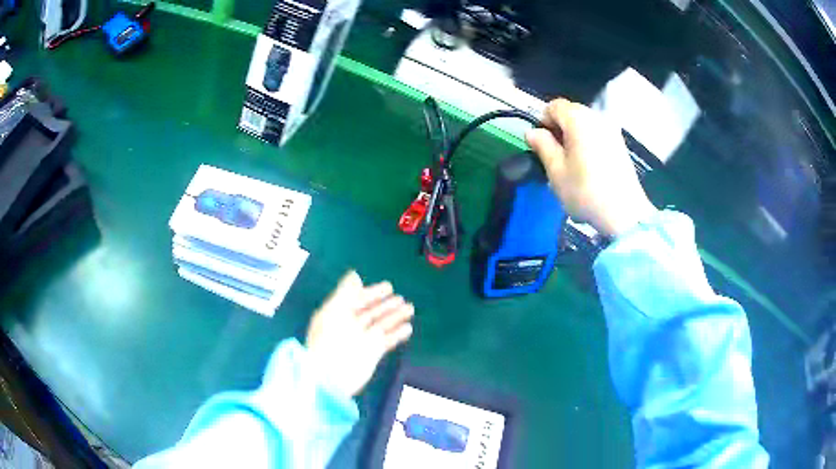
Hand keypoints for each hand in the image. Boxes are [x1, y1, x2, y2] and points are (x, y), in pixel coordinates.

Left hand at [305, 271, 413, 396]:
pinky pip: (387, 341)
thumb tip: (355, 274)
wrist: (330, 374)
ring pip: (382, 325)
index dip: (372, 293)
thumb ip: (345, 292)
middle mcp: (351, 326)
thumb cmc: (328, 340)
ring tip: (410, 308)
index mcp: (338, 314)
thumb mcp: (333, 311)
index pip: (357, 299)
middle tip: (402, 298)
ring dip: (395, 317)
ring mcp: (362, 340)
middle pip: (372, 312)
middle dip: (386, 305)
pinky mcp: (372, 353)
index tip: (389, 286)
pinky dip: (398, 334)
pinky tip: (408, 328)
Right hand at [525, 98, 657, 236]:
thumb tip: (532, 132)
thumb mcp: (556, 170)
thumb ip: (542, 145)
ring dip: (573, 137)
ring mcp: (611, 130)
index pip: (554, 106)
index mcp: (578, 119)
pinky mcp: (620, 144)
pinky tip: (588, 167)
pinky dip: (588, 143)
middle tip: (554, 156)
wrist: (624, 213)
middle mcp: (597, 117)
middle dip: (559, 129)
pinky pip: (597, 135)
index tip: (541, 144)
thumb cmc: (585, 191)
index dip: (543, 121)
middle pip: (571, 113)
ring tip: (572, 164)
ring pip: (584, 124)